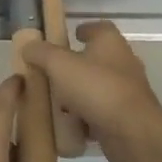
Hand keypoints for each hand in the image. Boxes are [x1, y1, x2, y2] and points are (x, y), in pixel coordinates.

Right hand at [23, 21, 161, 161]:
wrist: (132, 133)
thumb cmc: (97, 89)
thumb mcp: (59, 65)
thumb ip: (41, 53)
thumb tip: (29, 46)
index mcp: (110, 43)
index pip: (99, 28)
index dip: (82, 30)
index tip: (68, 37)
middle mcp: (122, 63)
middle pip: (95, 59)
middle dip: (73, 66)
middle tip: (50, 73)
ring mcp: (126, 91)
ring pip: (96, 87)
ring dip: (77, 94)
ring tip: (53, 102)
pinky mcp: (125, 116)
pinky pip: (99, 112)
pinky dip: (85, 117)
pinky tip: (67, 125)